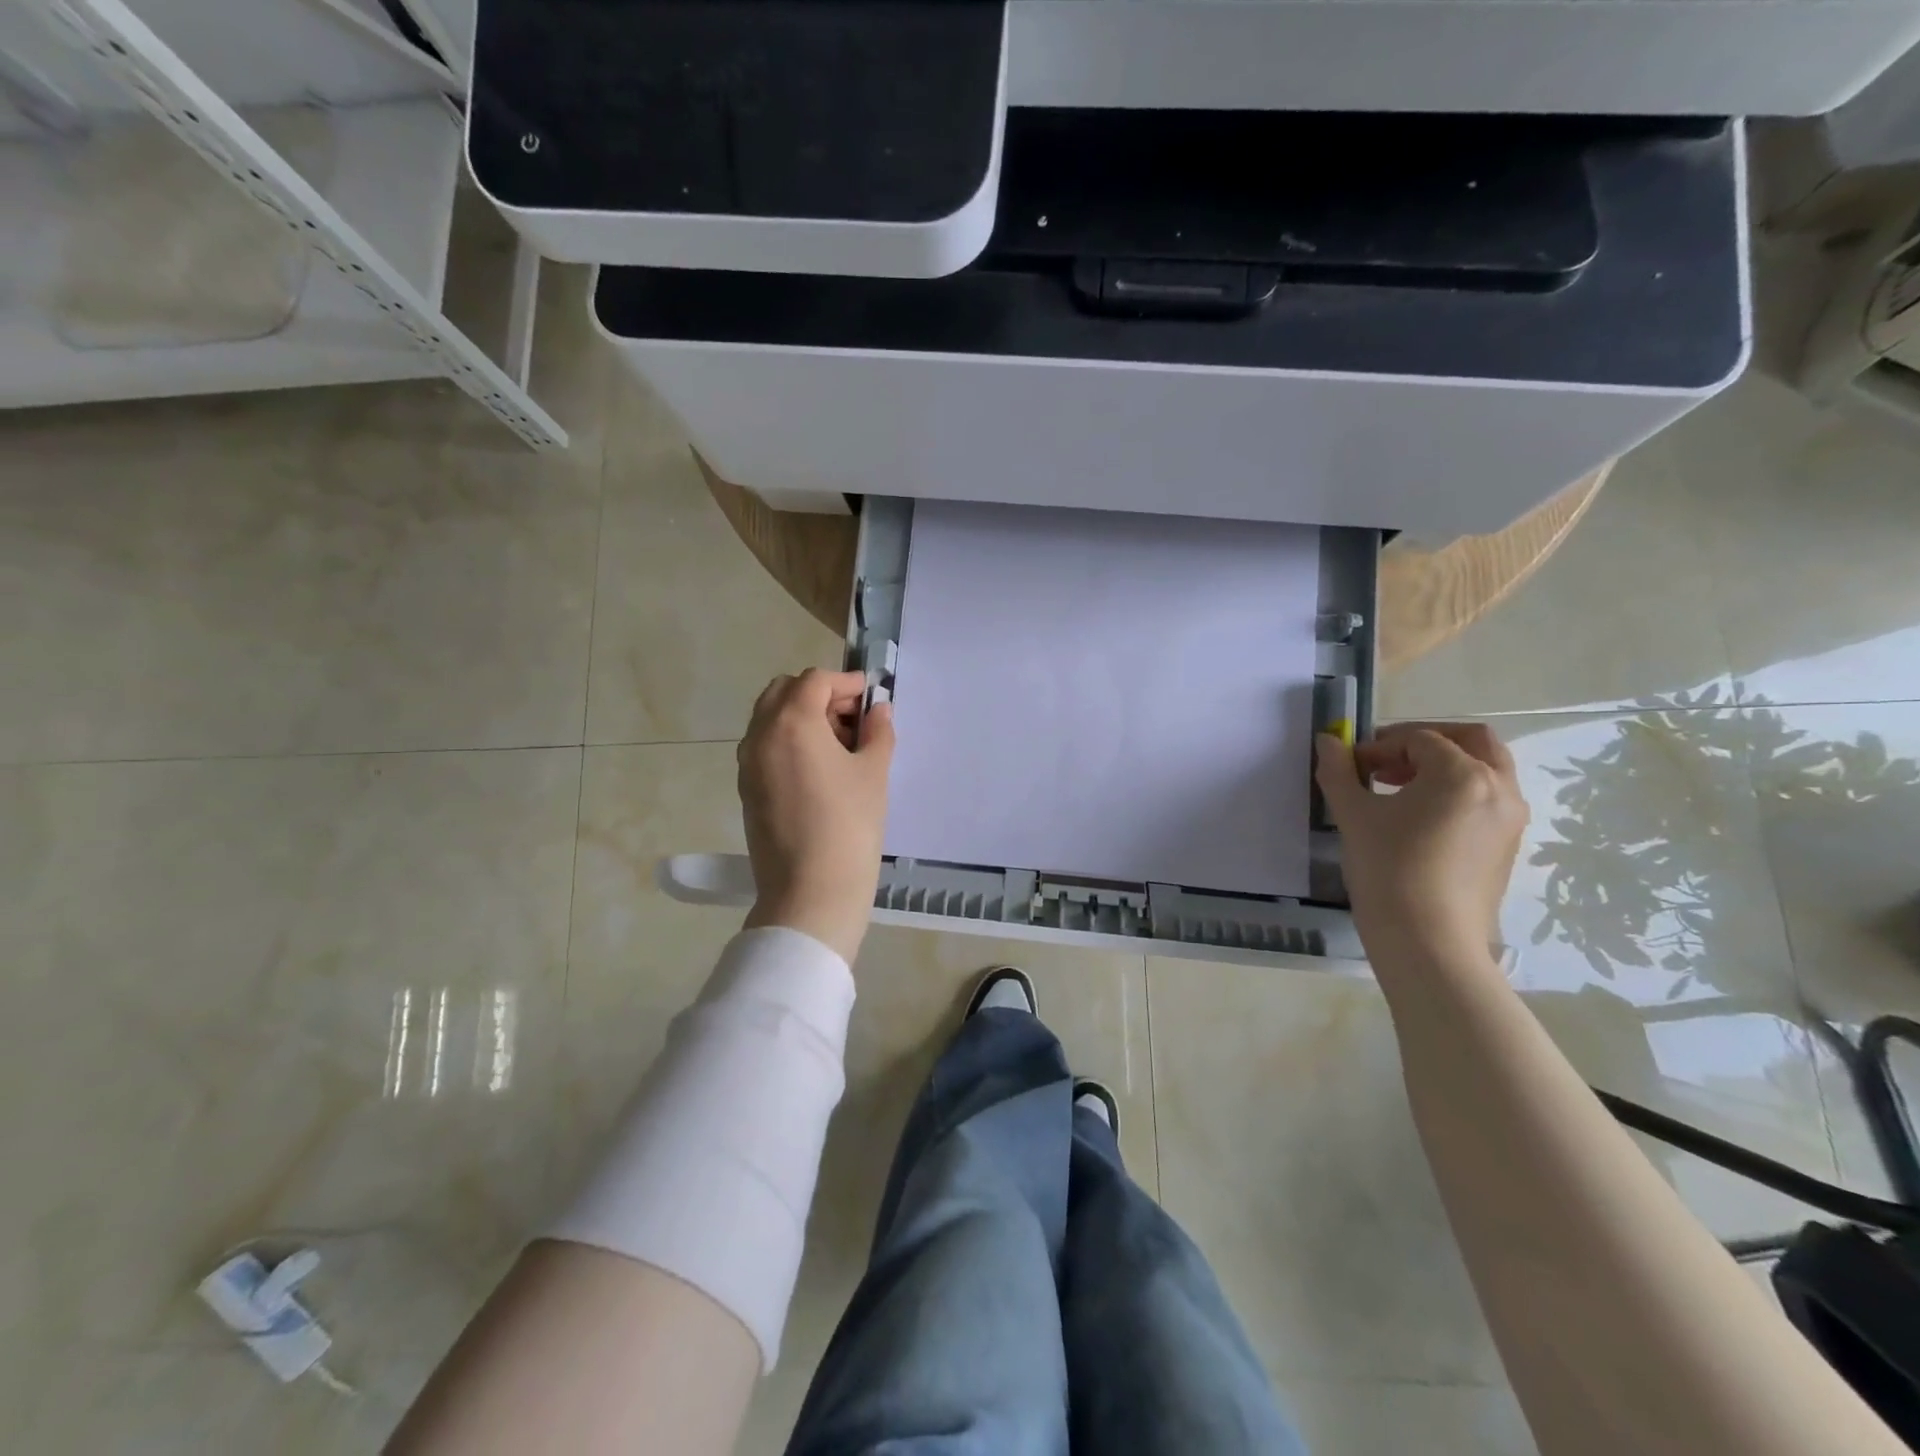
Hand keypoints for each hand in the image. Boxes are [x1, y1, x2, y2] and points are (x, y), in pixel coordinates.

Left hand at [737, 669, 894, 965]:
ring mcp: (747, 764)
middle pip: (784, 691)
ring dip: (802, 716)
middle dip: (819, 695)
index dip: (846, 683)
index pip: (815, 681)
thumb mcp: (873, 773)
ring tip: (839, 745)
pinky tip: (819, 768)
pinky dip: (789, 741)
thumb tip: (879, 711)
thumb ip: (877, 732)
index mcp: (791, 723)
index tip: (871, 697)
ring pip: (770, 718)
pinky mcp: (747, 789)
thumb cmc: (849, 826)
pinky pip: (765, 747)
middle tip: (852, 719)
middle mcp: (760, 735)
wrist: (810, 892)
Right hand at [1314, 722, 1528, 967]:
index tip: (1350, 767)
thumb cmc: (1388, 869)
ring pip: (1484, 769)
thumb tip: (1327, 741)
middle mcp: (1499, 788)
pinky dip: (1456, 792)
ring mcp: (1510, 819)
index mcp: (1463, 773)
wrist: (1427, 940)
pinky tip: (1418, 819)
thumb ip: (1338, 772)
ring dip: (1443, 765)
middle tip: (1386, 761)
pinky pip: (1486, 799)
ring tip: (1398, 789)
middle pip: (1471, 740)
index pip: (1419, 739)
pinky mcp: (1507, 845)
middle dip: (1425, 741)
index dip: (1379, 746)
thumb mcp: (1353, 815)